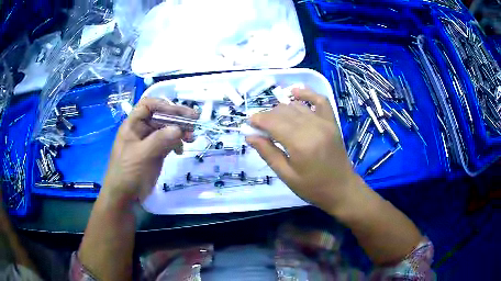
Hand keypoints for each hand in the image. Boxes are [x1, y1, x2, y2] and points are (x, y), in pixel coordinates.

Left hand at [103, 97, 197, 203]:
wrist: (124, 197)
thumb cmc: (128, 173)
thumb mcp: (142, 155)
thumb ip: (160, 140)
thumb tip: (179, 129)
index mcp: (133, 125)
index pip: (148, 105)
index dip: (164, 105)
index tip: (180, 113)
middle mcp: (141, 129)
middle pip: (160, 116)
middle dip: (177, 118)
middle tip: (194, 122)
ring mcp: (148, 141)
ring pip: (166, 129)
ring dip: (180, 131)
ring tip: (191, 138)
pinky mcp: (155, 152)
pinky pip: (168, 142)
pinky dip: (176, 143)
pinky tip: (180, 151)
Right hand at [247, 89, 361, 214]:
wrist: (341, 189)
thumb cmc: (313, 187)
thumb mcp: (286, 176)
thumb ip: (268, 153)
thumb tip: (250, 136)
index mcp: (300, 144)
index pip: (274, 123)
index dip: (258, 120)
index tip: (249, 123)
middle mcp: (313, 128)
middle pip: (284, 112)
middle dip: (267, 116)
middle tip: (259, 126)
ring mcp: (325, 123)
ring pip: (297, 106)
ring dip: (281, 109)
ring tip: (274, 120)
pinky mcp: (332, 122)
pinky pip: (320, 100)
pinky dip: (307, 93)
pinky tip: (294, 93)